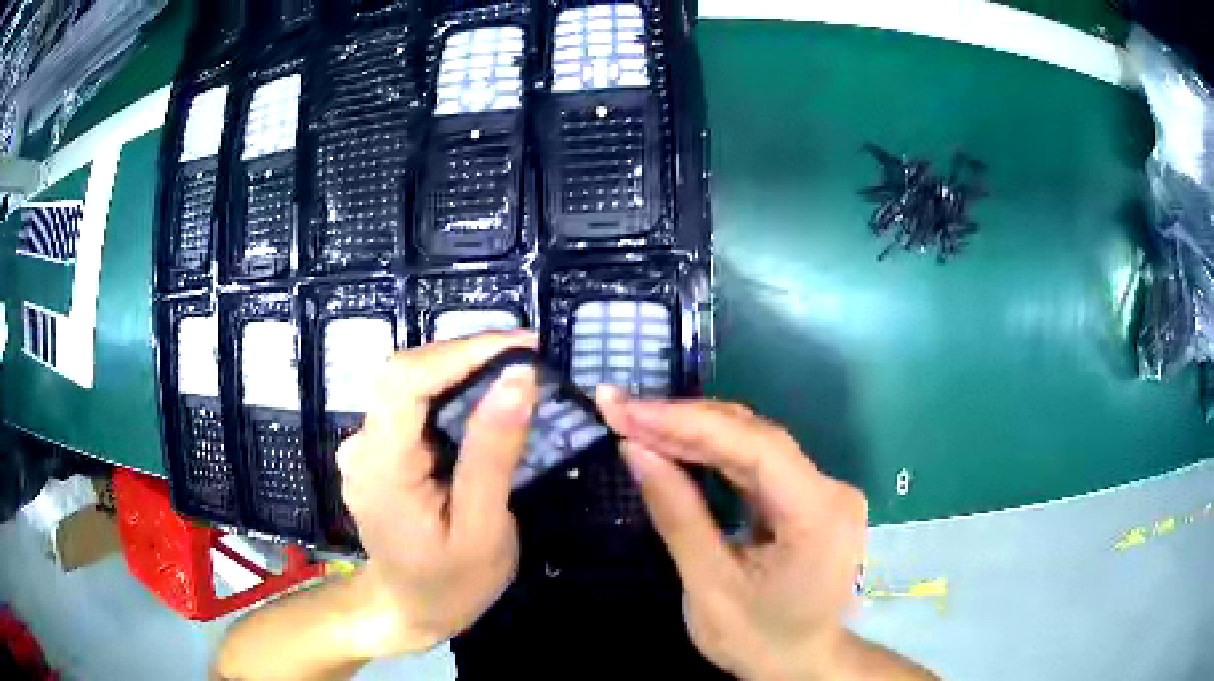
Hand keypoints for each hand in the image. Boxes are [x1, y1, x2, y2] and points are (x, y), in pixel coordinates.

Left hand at [336, 331, 538, 657]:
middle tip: (530, 361)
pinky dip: (451, 397)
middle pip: (406, 374)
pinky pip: (412, 406)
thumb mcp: (483, 529)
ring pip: (409, 385)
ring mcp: (364, 446)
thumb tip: (518, 379)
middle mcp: (362, 445)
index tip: (523, 346)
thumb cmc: (450, 583)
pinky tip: (485, 408)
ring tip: (517, 379)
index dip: (463, 351)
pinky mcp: (376, 450)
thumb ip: (494, 453)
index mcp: (382, 467)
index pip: (406, 380)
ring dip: (462, 374)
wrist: (408, 609)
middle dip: (468, 357)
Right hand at [597, 389, 881, 680]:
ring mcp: (822, 491)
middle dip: (683, 422)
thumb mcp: (709, 586)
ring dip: (693, 434)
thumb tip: (635, 448)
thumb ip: (676, 514)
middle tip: (619, 410)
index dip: (686, 421)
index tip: (624, 409)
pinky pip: (756, 467)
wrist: (802, 665)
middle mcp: (829, 489)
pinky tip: (673, 448)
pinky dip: (711, 457)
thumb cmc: (758, 639)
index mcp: (817, 514)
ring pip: (753, 446)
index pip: (754, 446)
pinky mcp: (808, 499)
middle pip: (754, 438)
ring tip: (635, 422)